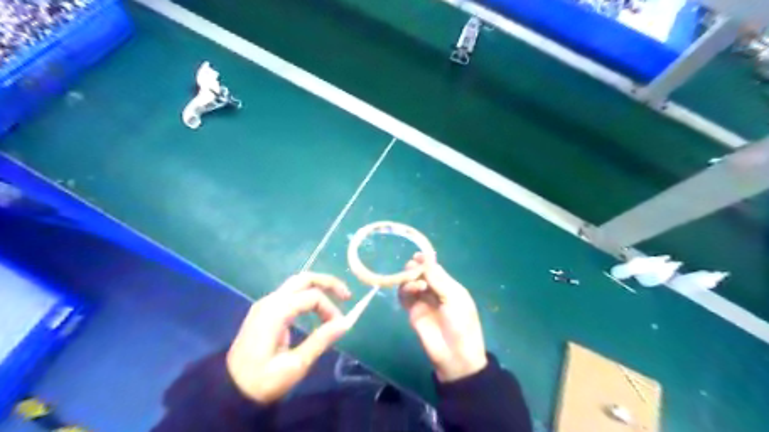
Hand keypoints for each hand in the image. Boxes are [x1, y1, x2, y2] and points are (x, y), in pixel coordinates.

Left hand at [225, 273, 350, 404]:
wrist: (229, 389)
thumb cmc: (262, 380)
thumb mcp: (295, 366)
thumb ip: (320, 340)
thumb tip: (345, 322)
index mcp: (276, 312)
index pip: (312, 296)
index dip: (330, 308)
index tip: (339, 326)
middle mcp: (270, 300)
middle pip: (304, 278)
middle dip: (328, 283)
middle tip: (346, 296)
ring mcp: (265, 303)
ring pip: (297, 283)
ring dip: (318, 287)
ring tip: (336, 299)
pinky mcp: (265, 310)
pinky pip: (290, 293)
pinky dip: (308, 294)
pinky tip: (316, 307)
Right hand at [403, 252, 484, 381]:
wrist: (455, 355)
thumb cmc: (462, 324)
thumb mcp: (454, 298)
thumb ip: (438, 279)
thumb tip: (426, 258)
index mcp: (449, 286)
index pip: (435, 269)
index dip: (426, 261)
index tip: (418, 255)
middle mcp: (434, 291)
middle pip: (420, 274)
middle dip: (416, 269)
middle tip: (414, 269)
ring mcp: (422, 302)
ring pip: (410, 283)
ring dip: (410, 279)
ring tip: (417, 284)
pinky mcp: (412, 312)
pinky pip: (404, 297)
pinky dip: (404, 290)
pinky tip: (411, 290)